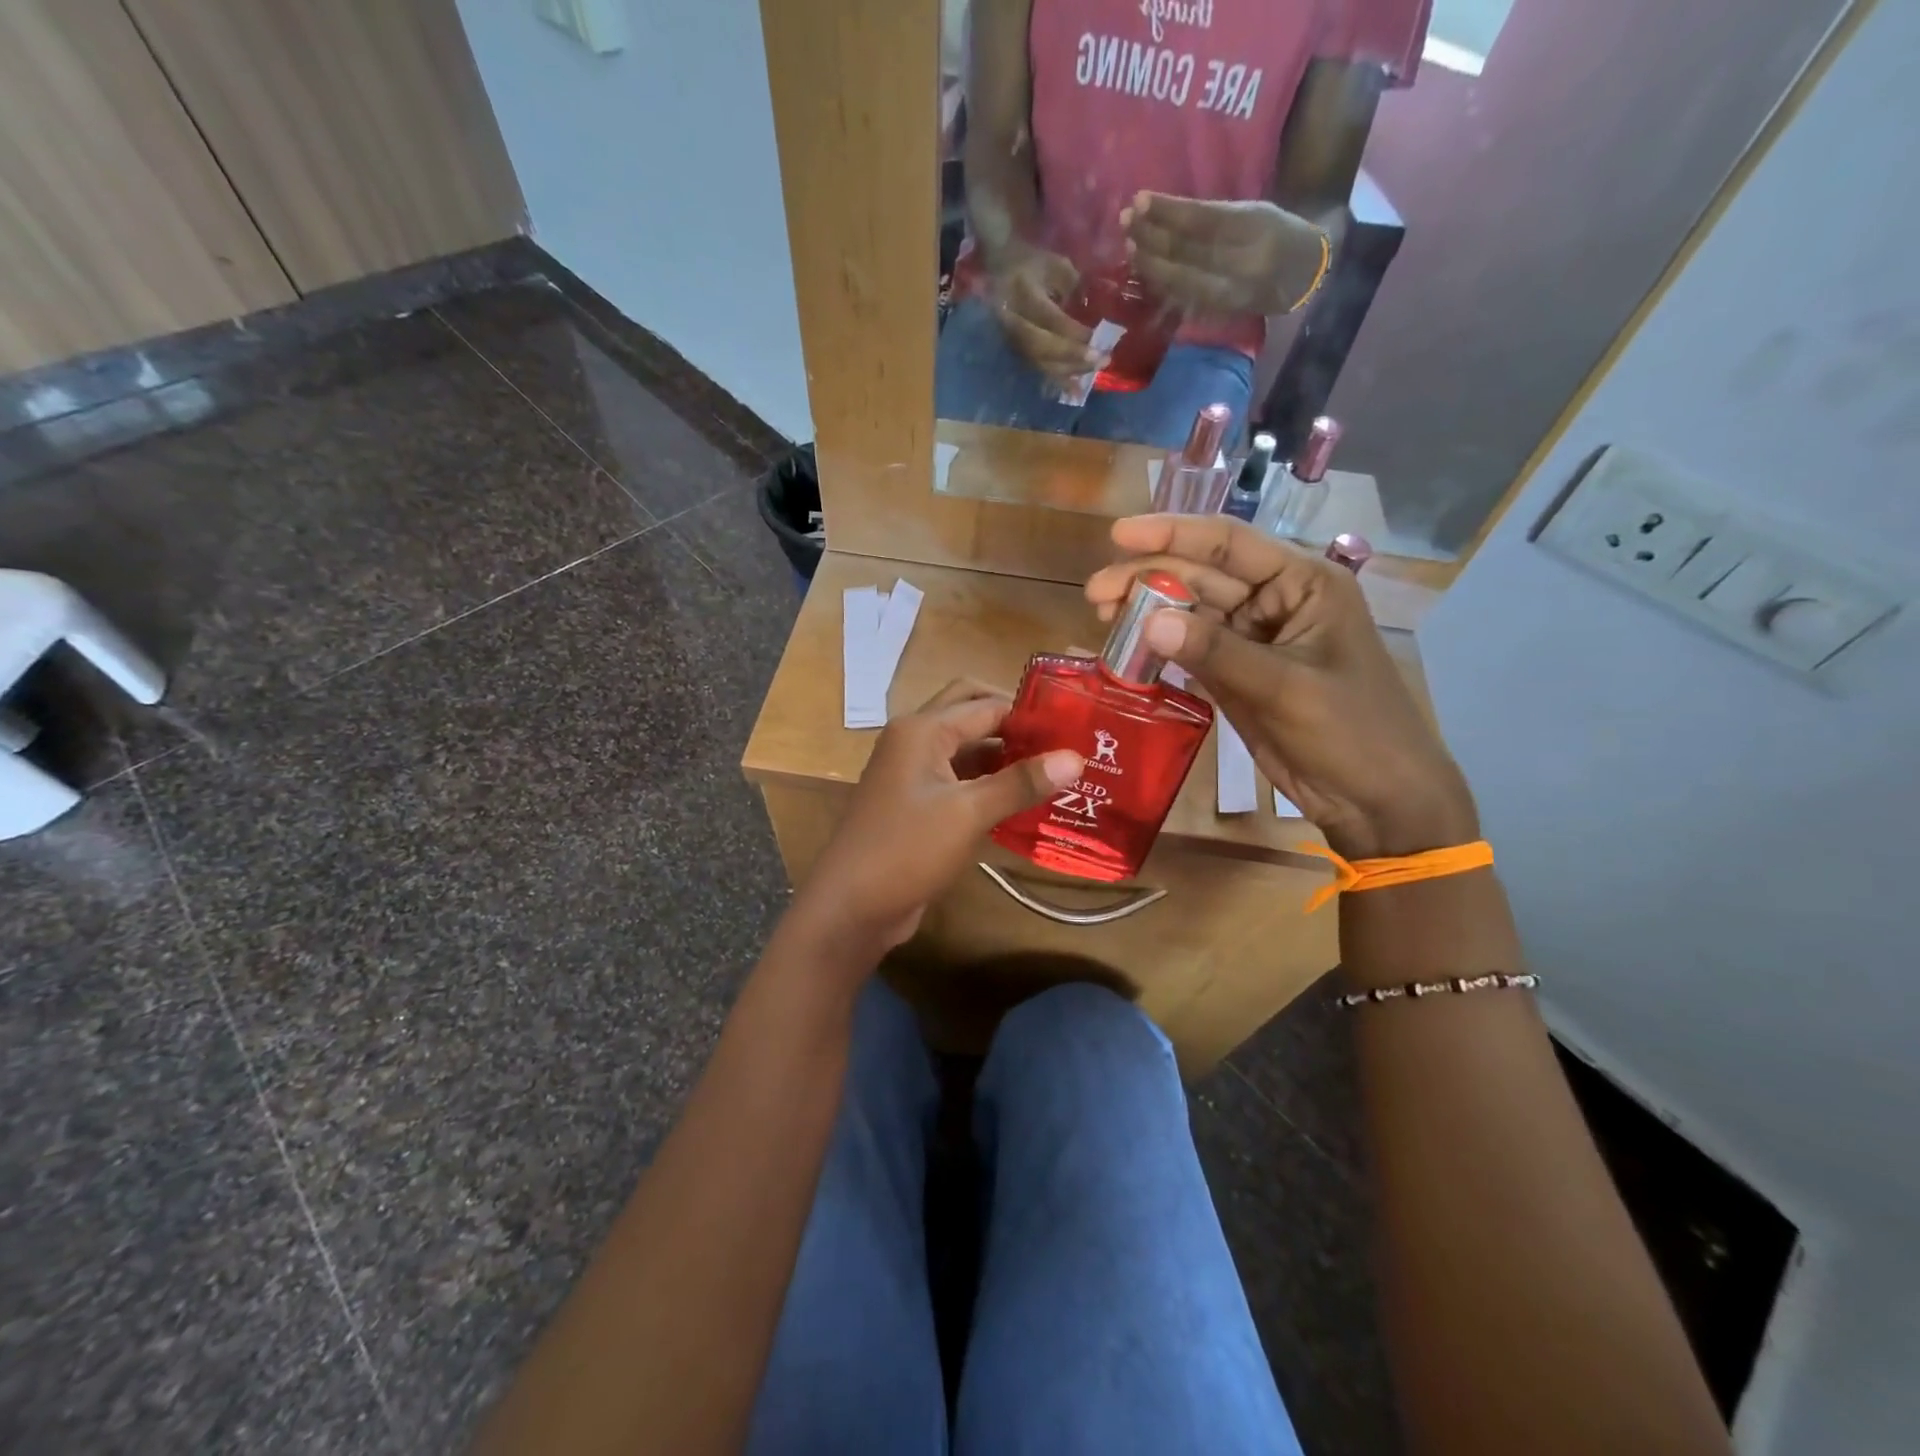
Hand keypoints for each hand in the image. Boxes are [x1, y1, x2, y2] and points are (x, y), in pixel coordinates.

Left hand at [788, 680, 1082, 958]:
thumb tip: (1076, 757)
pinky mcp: (917, 803)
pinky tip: (1024, 802)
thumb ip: (1020, 782)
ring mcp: (913, 773)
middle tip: (1060, 743)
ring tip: (1054, 772)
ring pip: (966, 750)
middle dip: (1013, 725)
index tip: (1076, 728)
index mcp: (922, 729)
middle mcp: (915, 740)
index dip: (1029, 714)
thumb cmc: (907, 850)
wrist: (852, 907)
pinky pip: (959, 780)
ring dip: (1003, 756)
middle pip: (971, 714)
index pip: (986, 704)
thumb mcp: (968, 813)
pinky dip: (989, 784)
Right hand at [985, 243, 1101, 380]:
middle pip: (1041, 346)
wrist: (998, 269)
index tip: (1096, 338)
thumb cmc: (1032, 263)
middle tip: (1101, 361)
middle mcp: (1013, 320)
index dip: (1072, 332)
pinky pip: (1037, 369)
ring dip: (1068, 372)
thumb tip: (1093, 314)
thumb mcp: (1055, 264)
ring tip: (1093, 374)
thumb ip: (1073, 287)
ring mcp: (1010, 339)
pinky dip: (1057, 381)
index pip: (1048, 318)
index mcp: (1023, 292)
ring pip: (1039, 362)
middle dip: (1072, 356)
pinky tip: (1075, 391)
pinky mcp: (1015, 351)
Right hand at [1085, 516, 1477, 858]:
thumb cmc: (1352, 731)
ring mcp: (1253, 641)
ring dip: (1147, 612)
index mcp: (1303, 583)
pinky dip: (1159, 649)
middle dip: (1148, 578)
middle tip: (1094, 591)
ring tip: (1099, 614)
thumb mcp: (1286, 687)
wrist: (1376, 799)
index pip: (1231, 543)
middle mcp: (1275, 602)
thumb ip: (1217, 653)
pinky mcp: (1236, 676)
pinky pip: (1190, 652)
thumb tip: (1147, 621)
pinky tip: (1125, 648)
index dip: (1173, 534)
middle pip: (1202, 577)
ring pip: (1190, 614)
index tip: (1120, 534)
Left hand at [1122, 192, 1327, 317]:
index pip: (1201, 222)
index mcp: (1254, 229)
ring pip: (1180, 279)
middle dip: (1152, 237)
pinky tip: (1145, 271)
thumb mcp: (1253, 213)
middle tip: (1126, 222)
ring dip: (1151, 264)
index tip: (1139, 200)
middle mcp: (1241, 264)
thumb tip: (1164, 214)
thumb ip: (1213, 216)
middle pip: (1186, 252)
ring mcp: (1229, 293)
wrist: (1305, 277)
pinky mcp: (1220, 314)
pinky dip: (1162, 285)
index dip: (1167, 212)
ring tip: (1131, 245)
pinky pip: (1183, 299)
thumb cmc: (1278, 234)